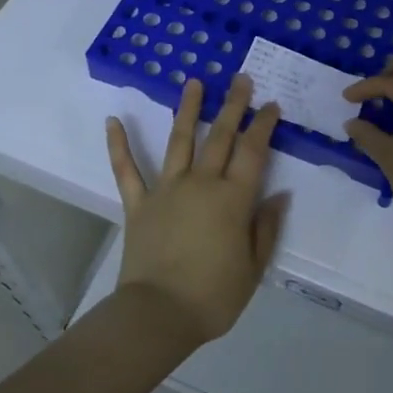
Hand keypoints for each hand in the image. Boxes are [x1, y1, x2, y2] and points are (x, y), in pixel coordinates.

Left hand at [106, 74, 288, 346]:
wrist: (158, 314)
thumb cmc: (213, 296)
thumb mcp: (254, 268)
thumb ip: (266, 228)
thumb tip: (279, 195)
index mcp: (233, 199)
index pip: (253, 151)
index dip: (263, 125)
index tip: (270, 104)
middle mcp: (201, 184)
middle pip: (221, 137)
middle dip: (233, 106)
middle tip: (240, 79)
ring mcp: (167, 190)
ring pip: (179, 141)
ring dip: (188, 110)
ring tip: (193, 83)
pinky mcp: (139, 204)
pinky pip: (127, 170)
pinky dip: (119, 146)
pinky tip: (113, 121)